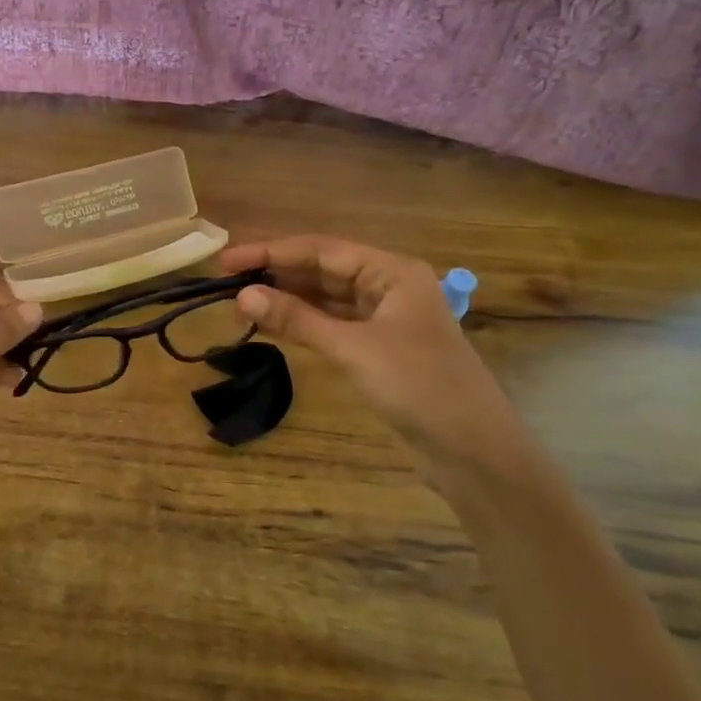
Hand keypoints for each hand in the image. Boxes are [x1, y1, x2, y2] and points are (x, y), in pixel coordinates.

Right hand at [222, 236, 514, 470]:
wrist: (472, 450)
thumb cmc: (419, 386)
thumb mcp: (354, 348)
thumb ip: (298, 319)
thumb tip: (242, 295)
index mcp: (393, 272)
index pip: (322, 250)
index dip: (271, 252)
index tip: (227, 261)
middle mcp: (389, 286)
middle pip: (323, 269)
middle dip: (277, 273)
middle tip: (227, 282)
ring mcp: (384, 319)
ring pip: (326, 298)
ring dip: (288, 298)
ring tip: (241, 302)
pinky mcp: (379, 349)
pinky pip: (333, 324)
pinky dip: (303, 323)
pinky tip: (273, 324)